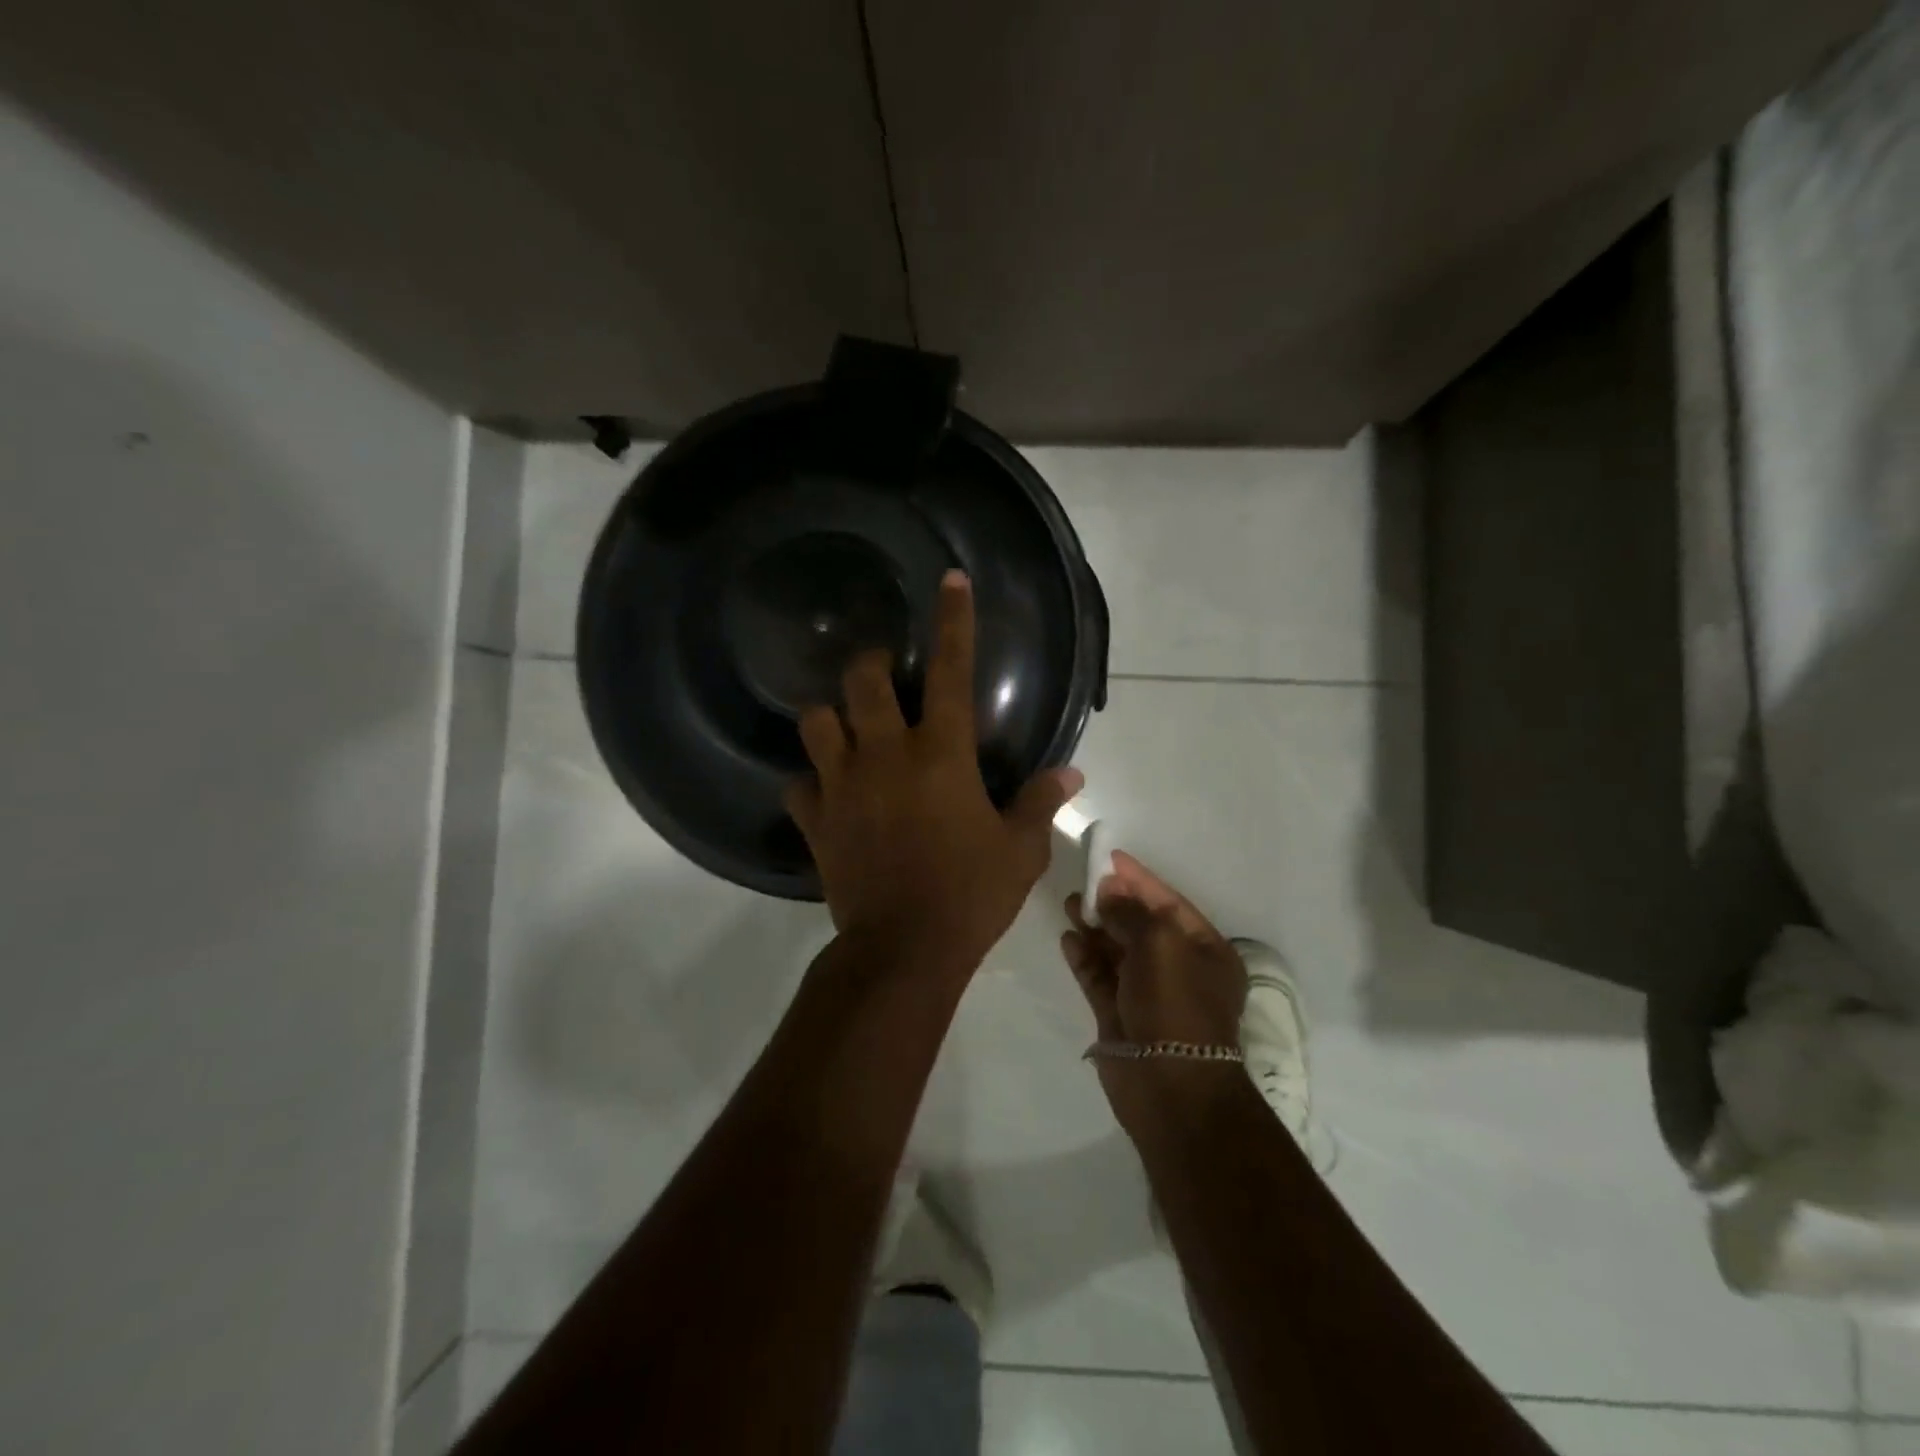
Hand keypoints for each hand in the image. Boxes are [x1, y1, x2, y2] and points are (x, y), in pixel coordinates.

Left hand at [785, 569, 1082, 979]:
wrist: (904, 949)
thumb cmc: (971, 894)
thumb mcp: (1020, 850)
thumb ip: (1040, 802)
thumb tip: (1071, 773)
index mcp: (941, 753)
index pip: (951, 670)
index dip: (953, 620)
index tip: (949, 580)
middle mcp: (885, 754)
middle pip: (862, 679)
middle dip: (871, 665)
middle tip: (885, 676)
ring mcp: (843, 785)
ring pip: (815, 721)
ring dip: (831, 717)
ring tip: (847, 728)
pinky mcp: (815, 820)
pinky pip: (797, 783)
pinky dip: (809, 780)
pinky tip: (824, 790)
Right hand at [1061, 851, 1247, 1127]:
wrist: (1169, 1087)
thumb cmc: (1176, 1004)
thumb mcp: (1160, 942)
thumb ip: (1131, 911)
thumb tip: (1110, 890)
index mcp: (1205, 950)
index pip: (1168, 903)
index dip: (1138, 879)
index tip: (1108, 858)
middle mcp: (1179, 969)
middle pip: (1140, 925)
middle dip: (1112, 902)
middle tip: (1081, 883)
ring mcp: (1148, 994)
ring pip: (1117, 951)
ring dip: (1095, 927)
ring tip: (1068, 904)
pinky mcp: (1120, 1016)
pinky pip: (1101, 978)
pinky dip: (1085, 958)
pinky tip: (1067, 939)